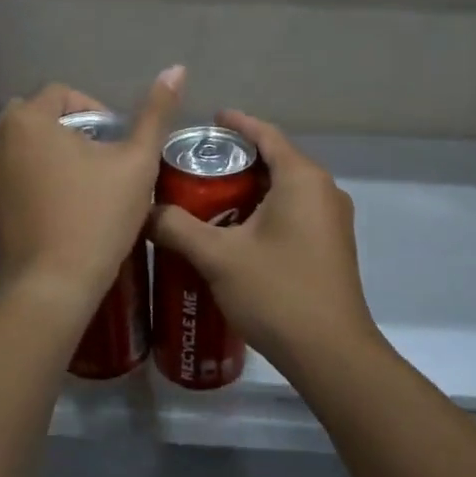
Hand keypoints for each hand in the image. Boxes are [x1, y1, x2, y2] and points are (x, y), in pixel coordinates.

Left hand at [0, 67, 184, 313]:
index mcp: (27, 120)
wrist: (52, 288)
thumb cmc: (96, 217)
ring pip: (27, 145)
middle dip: (73, 130)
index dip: (97, 111)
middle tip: (104, 161)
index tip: (117, 144)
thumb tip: (177, 68)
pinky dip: (38, 177)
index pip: (64, 94)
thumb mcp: (137, 162)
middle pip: (41, 116)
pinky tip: (65, 205)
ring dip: (55, 152)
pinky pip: (15, 173)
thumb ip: (156, 113)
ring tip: (88, 183)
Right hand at [148, 110, 378, 376]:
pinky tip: (235, 230)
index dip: (236, 124)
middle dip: (237, 159)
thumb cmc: (277, 293)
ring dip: (250, 187)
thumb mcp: (218, 257)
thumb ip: (177, 227)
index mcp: (302, 179)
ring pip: (285, 188)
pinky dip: (265, 209)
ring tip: (207, 196)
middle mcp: (323, 190)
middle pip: (276, 160)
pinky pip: (295, 211)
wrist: (331, 354)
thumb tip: (143, 210)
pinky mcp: (331, 245)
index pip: (266, 134)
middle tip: (195, 165)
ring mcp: (332, 219)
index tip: (207, 122)